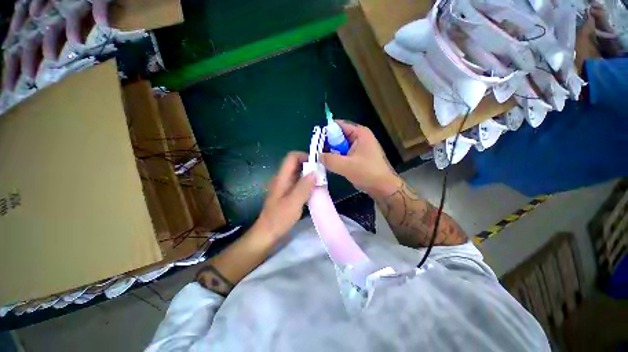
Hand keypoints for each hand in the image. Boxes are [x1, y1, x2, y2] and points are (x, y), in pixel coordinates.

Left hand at [253, 152, 315, 240]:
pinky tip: (314, 191)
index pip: (292, 157)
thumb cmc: (279, 218)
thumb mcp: (293, 202)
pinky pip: (299, 183)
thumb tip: (315, 172)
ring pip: (298, 174)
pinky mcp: (287, 193)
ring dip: (309, 176)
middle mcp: (283, 179)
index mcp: (282, 178)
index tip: (317, 164)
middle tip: (322, 175)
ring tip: (320, 182)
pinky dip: (307, 184)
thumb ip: (304, 187)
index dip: (304, 156)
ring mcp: (285, 186)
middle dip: (310, 166)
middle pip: (296, 164)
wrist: (267, 233)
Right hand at [321, 121, 400, 197]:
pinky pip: (343, 154)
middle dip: (327, 144)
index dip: (326, 132)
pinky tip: (330, 165)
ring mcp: (358, 148)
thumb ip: (329, 159)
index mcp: (359, 133)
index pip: (338, 125)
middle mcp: (359, 137)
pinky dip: (336, 159)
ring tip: (322, 160)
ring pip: (339, 146)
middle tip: (317, 154)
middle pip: (338, 136)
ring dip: (331, 153)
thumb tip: (317, 155)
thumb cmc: (367, 173)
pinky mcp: (357, 157)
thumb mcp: (346, 165)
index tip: (316, 142)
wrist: (383, 188)